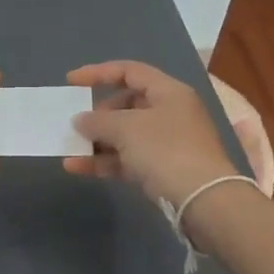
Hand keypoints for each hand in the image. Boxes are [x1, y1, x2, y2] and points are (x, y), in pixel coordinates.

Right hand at [64, 61, 239, 209]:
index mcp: (168, 92)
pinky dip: (104, 161)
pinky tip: (77, 167)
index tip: (71, 82)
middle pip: (127, 104)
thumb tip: (80, 120)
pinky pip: (128, 159)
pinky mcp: (163, 170)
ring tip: (70, 147)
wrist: (204, 202)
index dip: (98, 73)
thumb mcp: (127, 128)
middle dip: (98, 114)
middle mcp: (170, 113)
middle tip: (75, 123)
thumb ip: (98, 120)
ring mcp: (168, 143)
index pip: (129, 71)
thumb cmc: (166, 150)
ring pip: (125, 135)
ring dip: (97, 140)